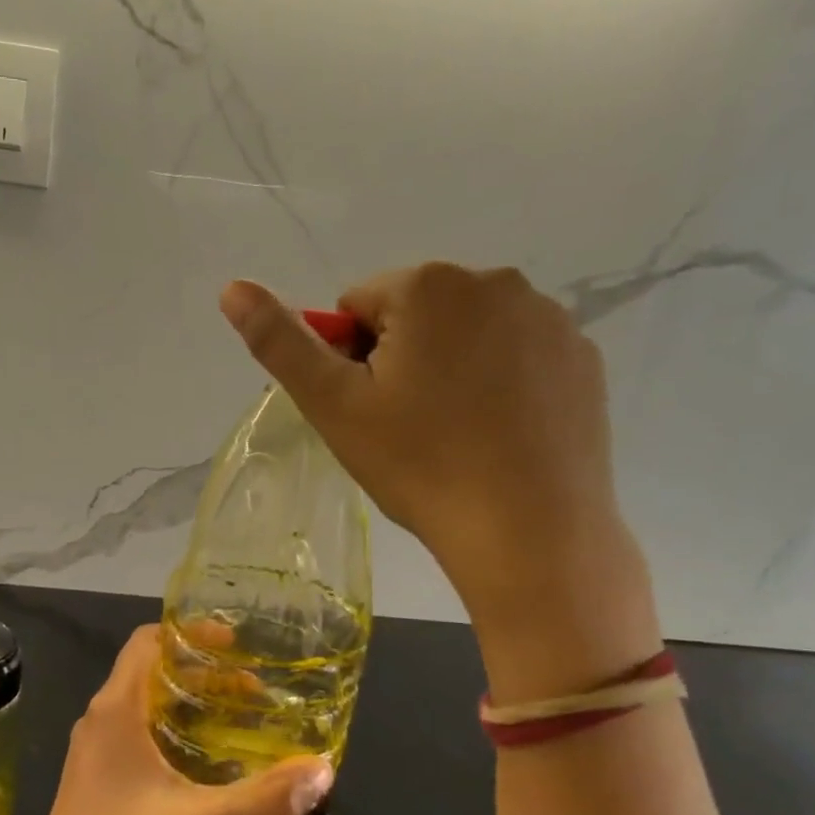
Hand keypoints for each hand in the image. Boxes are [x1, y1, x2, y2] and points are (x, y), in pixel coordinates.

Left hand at [21, 626, 332, 814]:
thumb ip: (266, 799)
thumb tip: (322, 769)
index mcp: (117, 710)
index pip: (147, 642)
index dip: (189, 634)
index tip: (235, 644)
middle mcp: (99, 721)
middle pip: (149, 673)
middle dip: (199, 672)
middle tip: (250, 689)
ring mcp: (92, 754)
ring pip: (141, 707)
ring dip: (185, 705)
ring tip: (234, 722)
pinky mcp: (94, 784)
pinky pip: (134, 737)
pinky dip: (169, 734)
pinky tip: (201, 767)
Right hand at [220, 267, 656, 697]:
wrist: (529, 532)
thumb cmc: (420, 464)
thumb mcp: (333, 405)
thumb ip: (280, 341)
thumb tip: (231, 287)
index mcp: (429, 285)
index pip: (357, 307)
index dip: (349, 361)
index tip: (368, 411)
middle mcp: (496, 281)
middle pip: (415, 315)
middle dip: (400, 360)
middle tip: (406, 428)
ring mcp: (548, 319)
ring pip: (466, 335)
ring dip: (449, 370)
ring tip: (454, 436)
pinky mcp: (582, 358)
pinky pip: (516, 357)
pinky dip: (498, 384)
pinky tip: (497, 436)